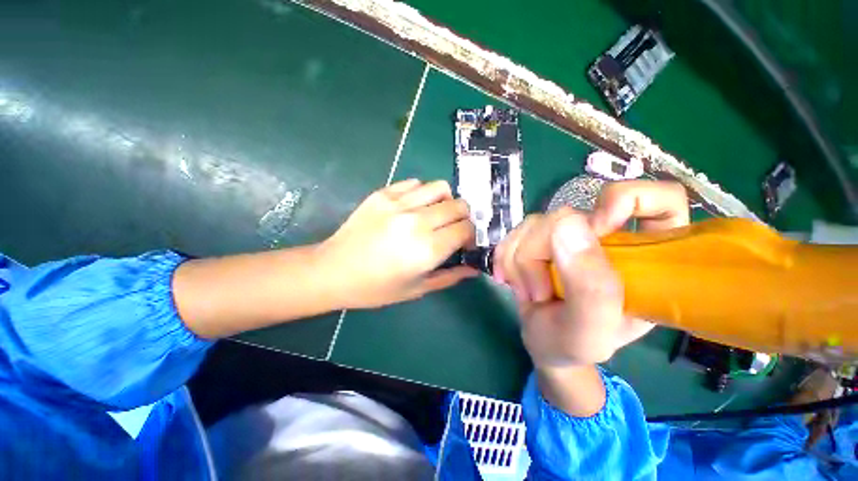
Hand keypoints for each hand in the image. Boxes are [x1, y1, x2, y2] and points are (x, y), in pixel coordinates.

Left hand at [318, 179, 477, 308]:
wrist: (334, 270)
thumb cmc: (376, 288)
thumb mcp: (417, 289)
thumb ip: (450, 277)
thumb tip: (474, 267)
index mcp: (427, 249)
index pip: (466, 229)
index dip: (471, 235)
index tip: (464, 243)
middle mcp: (417, 222)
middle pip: (459, 205)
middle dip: (463, 217)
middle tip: (452, 229)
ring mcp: (399, 204)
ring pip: (440, 187)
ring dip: (446, 201)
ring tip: (436, 214)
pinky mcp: (383, 194)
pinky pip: (415, 183)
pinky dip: (422, 193)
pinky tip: (415, 207)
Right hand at [495, 180, 689, 366]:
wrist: (541, 343)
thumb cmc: (573, 344)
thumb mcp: (589, 331)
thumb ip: (589, 287)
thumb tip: (567, 225)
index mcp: (644, 257)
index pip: (661, 199)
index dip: (628, 199)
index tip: (597, 228)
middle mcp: (606, 238)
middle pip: (569, 215)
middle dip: (540, 255)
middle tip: (541, 292)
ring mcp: (569, 236)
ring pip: (534, 224)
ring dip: (520, 262)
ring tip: (530, 292)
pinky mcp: (540, 238)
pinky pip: (514, 232)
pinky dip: (505, 258)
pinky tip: (510, 279)